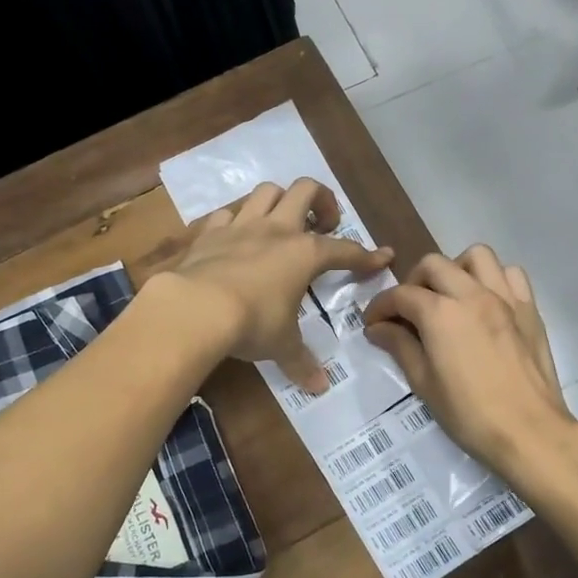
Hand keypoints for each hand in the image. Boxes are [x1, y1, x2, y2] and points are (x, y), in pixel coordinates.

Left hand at [168, 179, 392, 388]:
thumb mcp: (281, 345)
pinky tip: (236, 238)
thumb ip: (301, 361)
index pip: (344, 250)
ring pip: (266, 191)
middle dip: (322, 201)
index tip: (382, 256)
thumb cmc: (252, 323)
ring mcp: (240, 226)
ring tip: (282, 223)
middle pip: (306, 190)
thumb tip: (319, 387)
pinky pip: (227, 214)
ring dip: (279, 201)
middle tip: (324, 225)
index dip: (366, 255)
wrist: (195, 307)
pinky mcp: (209, 233)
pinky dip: (236, 221)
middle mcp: (276, 230)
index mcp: (304, 254)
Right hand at [363, 245, 577, 485]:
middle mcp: (472, 294)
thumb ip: (400, 347)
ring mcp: (505, 298)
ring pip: (476, 257)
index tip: (373, 323)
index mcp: (440, 313)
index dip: (380, 306)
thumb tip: (378, 328)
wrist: (530, 433)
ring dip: (456, 270)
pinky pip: (511, 274)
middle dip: (413, 282)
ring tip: (449, 296)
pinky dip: (494, 279)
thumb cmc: (469, 414)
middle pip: (433, 265)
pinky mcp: (530, 309)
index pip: (401, 295)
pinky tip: (486, 303)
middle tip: (408, 311)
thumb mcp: (424, 383)